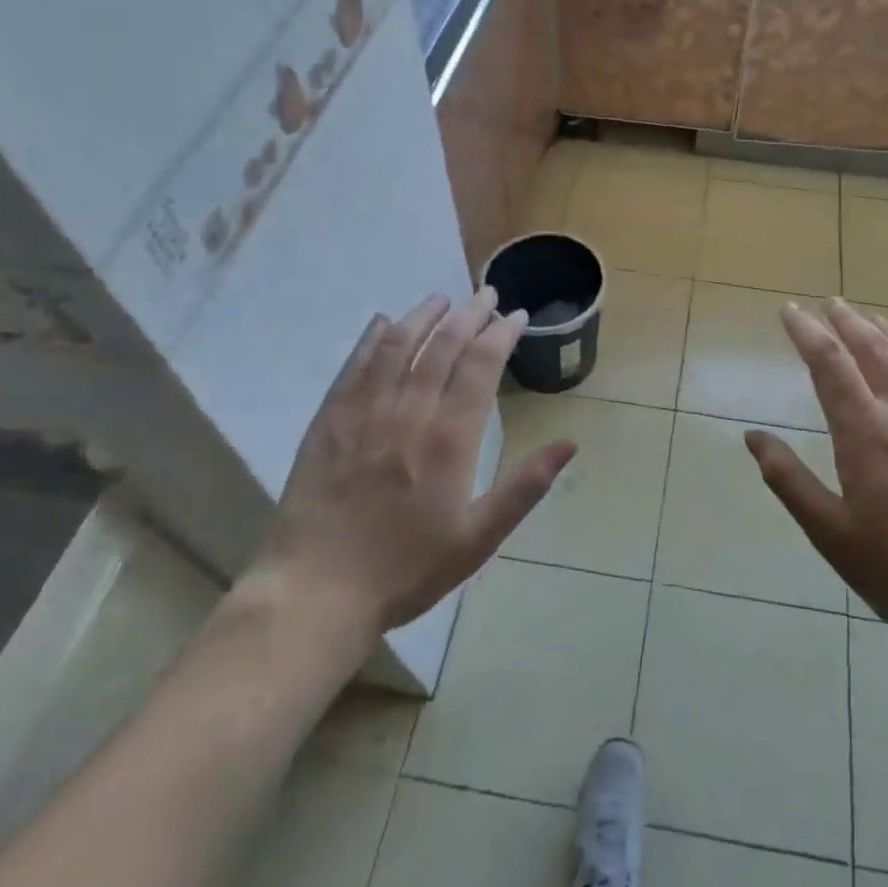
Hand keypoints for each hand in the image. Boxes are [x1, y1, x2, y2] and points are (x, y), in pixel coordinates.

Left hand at [253, 288, 576, 632]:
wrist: (317, 591)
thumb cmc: (406, 569)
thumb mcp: (478, 538)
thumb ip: (524, 487)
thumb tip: (570, 444)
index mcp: (450, 438)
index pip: (481, 365)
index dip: (502, 334)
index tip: (517, 316)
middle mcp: (409, 411)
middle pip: (444, 345)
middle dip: (470, 314)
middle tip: (487, 295)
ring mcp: (365, 411)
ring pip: (399, 345)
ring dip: (425, 315)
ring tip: (443, 299)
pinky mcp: (330, 419)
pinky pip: (356, 364)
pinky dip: (374, 337)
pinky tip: (385, 322)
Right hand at [745, 299, 887, 671]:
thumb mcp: (831, 535)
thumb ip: (789, 480)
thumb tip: (753, 436)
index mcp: (867, 434)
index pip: (830, 364)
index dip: (806, 332)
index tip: (789, 311)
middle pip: (875, 349)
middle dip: (847, 320)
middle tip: (829, 303)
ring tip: (873, 319)